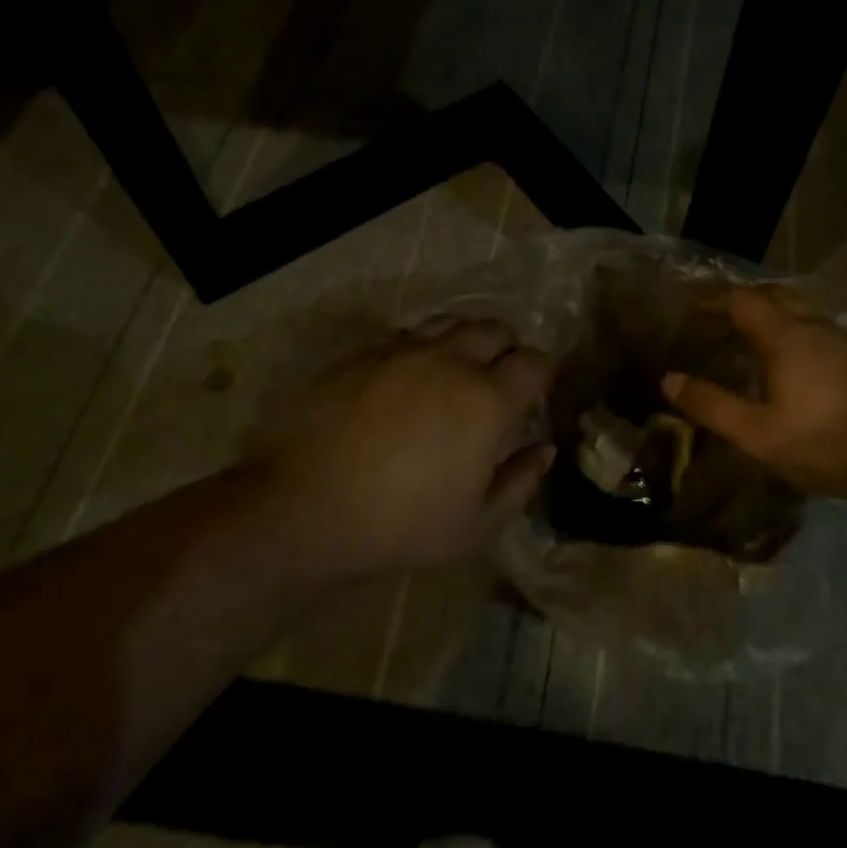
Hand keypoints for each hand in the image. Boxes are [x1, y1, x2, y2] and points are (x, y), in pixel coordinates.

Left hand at [257, 317, 555, 575]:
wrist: (303, 507)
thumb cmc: (400, 524)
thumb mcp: (476, 526)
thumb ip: (520, 482)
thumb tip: (543, 448)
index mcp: (488, 401)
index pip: (535, 362)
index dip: (542, 375)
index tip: (532, 397)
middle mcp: (452, 361)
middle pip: (496, 329)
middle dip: (508, 350)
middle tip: (497, 382)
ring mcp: (403, 351)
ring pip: (451, 321)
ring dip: (465, 340)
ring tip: (456, 371)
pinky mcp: (364, 353)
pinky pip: (407, 334)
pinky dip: (422, 348)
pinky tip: (409, 378)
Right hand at [662, 287, 846, 501]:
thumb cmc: (825, 442)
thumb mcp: (757, 433)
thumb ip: (712, 405)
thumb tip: (669, 380)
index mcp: (786, 337)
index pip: (742, 301)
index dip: (713, 300)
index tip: (691, 308)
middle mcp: (815, 327)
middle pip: (775, 295)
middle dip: (743, 299)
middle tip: (718, 316)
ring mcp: (843, 340)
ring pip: (800, 311)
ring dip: (771, 314)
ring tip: (748, 338)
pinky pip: (816, 329)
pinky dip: (792, 332)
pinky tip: (789, 363)